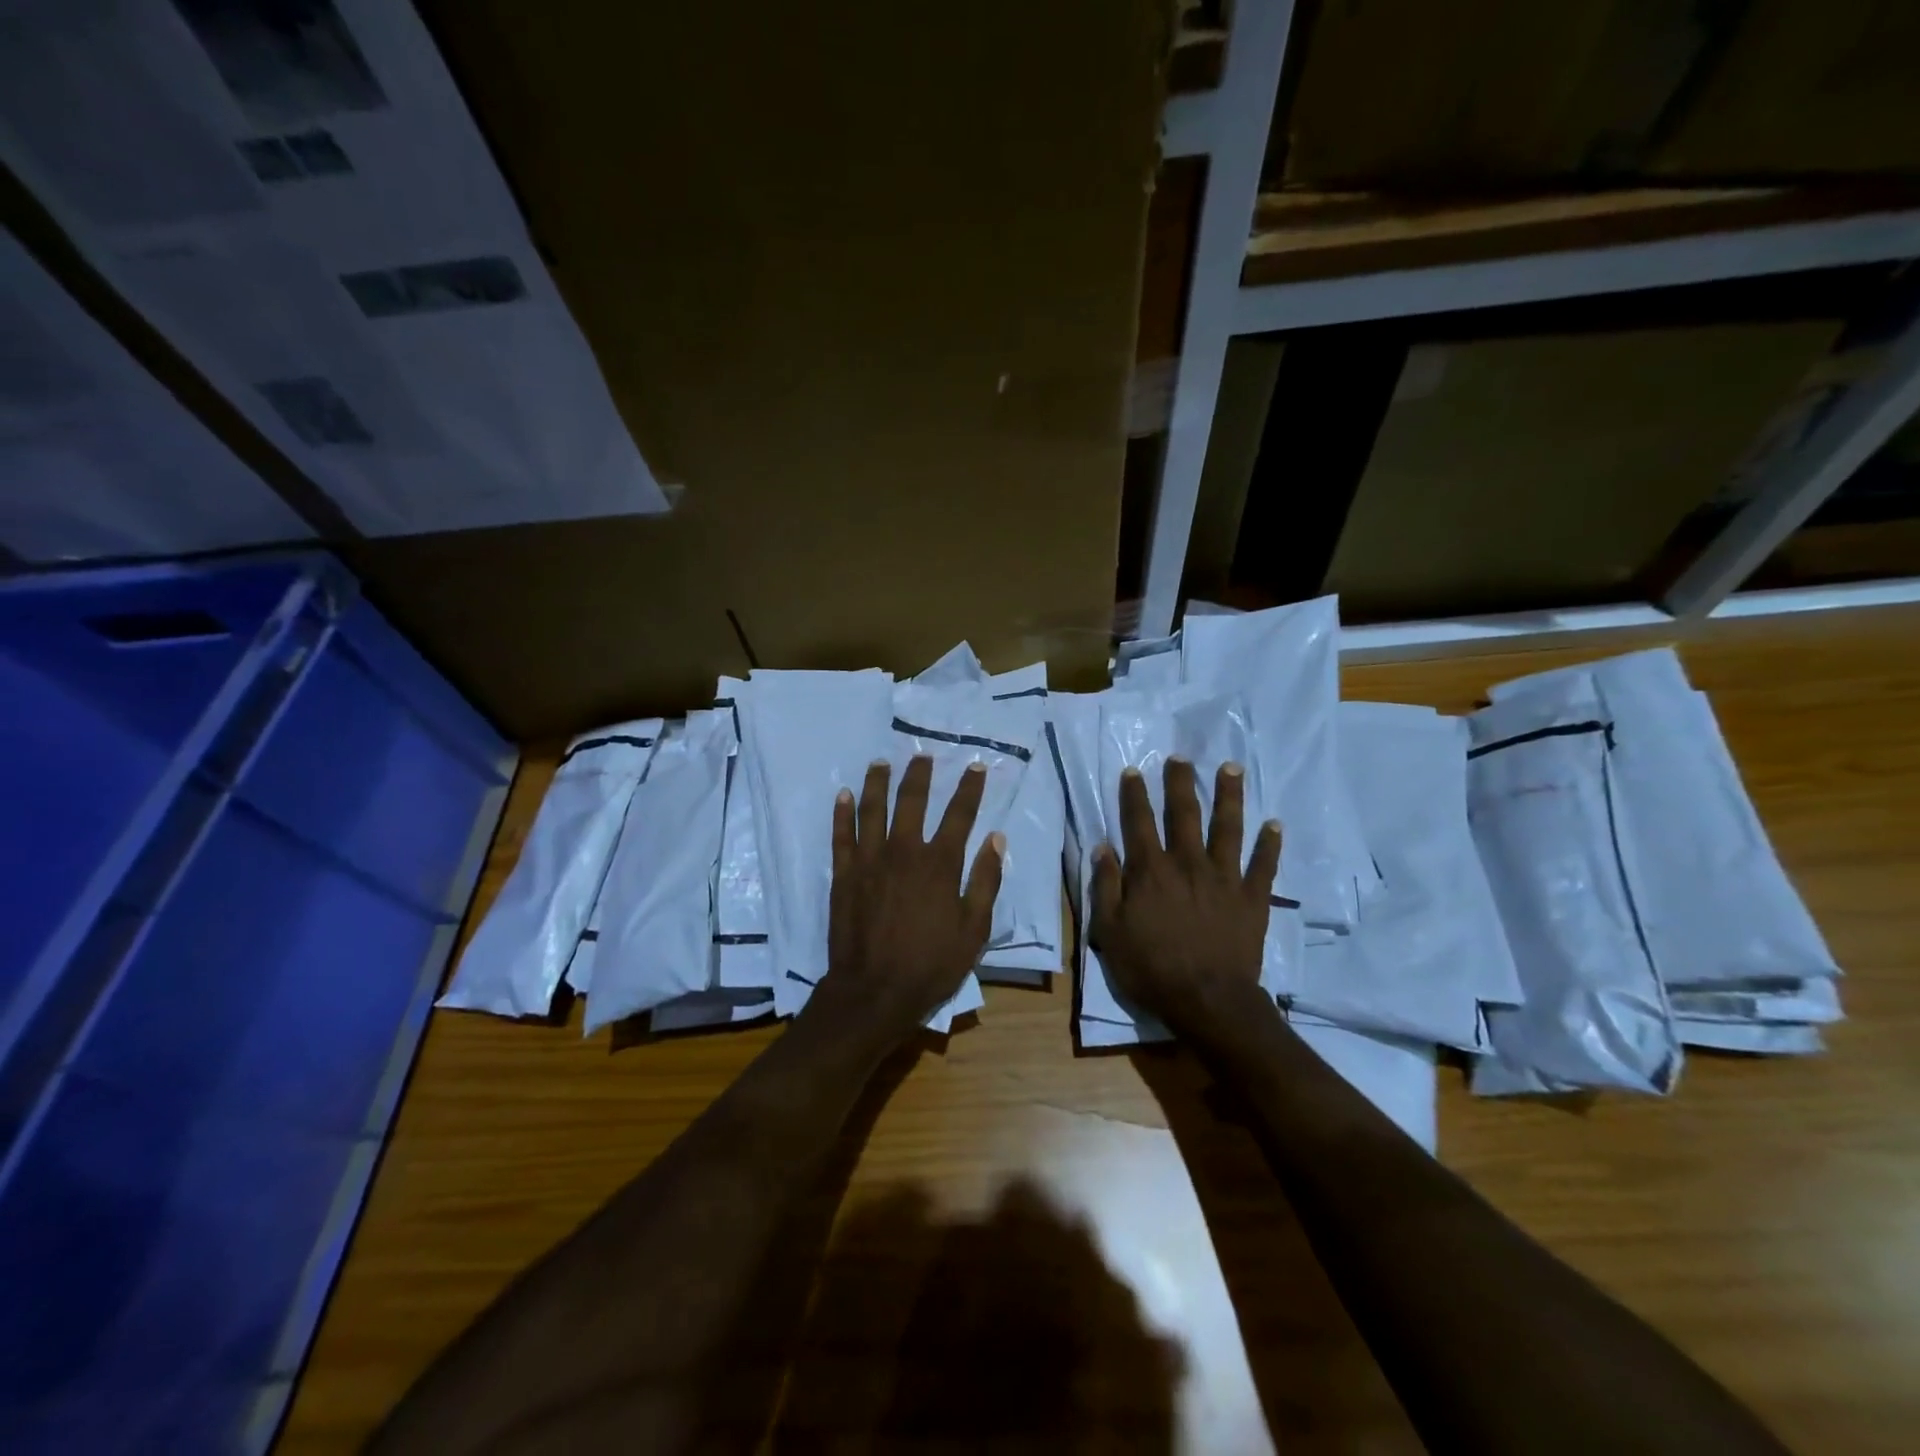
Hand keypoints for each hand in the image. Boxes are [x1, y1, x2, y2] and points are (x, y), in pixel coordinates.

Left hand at [813, 754, 1003, 1046]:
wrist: (873, 992)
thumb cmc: (931, 964)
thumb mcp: (973, 930)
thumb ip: (985, 882)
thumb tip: (996, 840)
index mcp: (940, 864)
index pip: (959, 815)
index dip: (969, 789)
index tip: (974, 767)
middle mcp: (904, 851)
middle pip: (912, 801)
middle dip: (919, 775)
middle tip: (922, 755)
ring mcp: (870, 860)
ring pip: (872, 809)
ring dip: (877, 782)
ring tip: (881, 762)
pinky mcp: (844, 874)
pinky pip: (841, 835)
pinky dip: (841, 813)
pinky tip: (843, 794)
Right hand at [1089, 757, 1282, 1035]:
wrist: (1207, 1000)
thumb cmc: (1151, 967)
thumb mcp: (1110, 930)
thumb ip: (1105, 886)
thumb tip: (1103, 847)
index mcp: (1151, 870)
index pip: (1139, 822)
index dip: (1135, 795)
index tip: (1134, 771)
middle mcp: (1188, 863)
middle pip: (1184, 814)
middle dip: (1180, 783)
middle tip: (1181, 757)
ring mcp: (1224, 878)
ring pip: (1227, 828)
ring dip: (1229, 796)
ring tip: (1231, 768)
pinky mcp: (1252, 897)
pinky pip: (1263, 865)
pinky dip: (1270, 844)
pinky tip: (1275, 824)